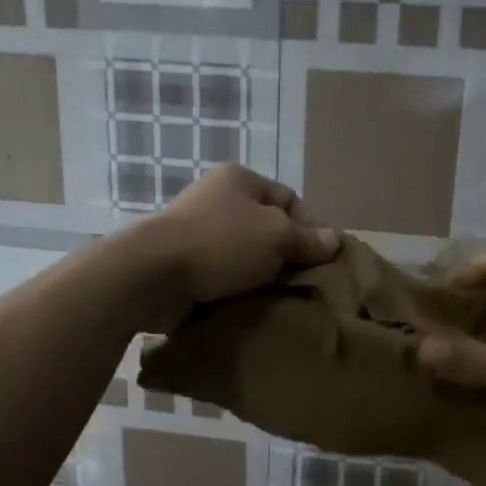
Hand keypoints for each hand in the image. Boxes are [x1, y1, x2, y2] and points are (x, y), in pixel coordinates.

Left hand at [130, 165, 337, 326]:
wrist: (152, 274)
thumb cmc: (220, 243)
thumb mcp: (276, 236)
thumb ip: (306, 240)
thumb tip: (334, 241)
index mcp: (240, 180)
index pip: (290, 199)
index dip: (311, 227)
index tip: (322, 260)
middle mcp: (218, 200)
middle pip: (267, 228)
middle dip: (287, 256)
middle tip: (304, 284)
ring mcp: (198, 232)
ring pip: (245, 255)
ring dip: (262, 276)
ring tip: (280, 299)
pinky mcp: (185, 264)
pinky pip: (223, 275)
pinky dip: (237, 289)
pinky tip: (251, 305)